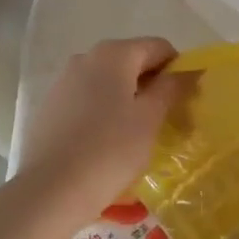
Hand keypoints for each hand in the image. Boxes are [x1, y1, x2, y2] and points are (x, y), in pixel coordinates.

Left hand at [16, 37, 193, 221]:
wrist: (50, 191)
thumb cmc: (110, 150)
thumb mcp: (150, 118)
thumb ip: (172, 88)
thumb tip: (188, 71)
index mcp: (114, 53)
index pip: (159, 47)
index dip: (178, 69)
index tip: (185, 101)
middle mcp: (86, 57)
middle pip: (131, 61)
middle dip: (152, 85)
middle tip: (165, 120)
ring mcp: (63, 81)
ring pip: (108, 81)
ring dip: (128, 98)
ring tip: (135, 134)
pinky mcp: (49, 106)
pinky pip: (87, 99)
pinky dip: (103, 111)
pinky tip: (106, 142)